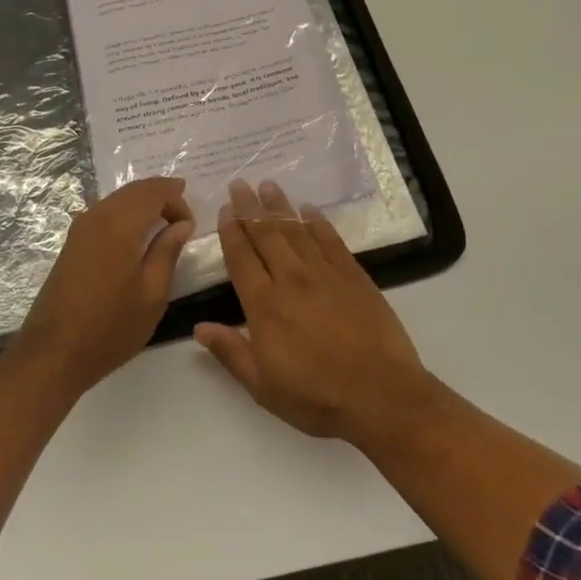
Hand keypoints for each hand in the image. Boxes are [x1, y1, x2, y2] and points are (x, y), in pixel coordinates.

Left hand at [14, 176, 195, 398]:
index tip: (191, 225)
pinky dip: (126, 214)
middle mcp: (97, 216)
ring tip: (165, 222)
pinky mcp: (71, 243)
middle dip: (161, 195)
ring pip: (117, 199)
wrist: (53, 354)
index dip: (176, 200)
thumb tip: (182, 224)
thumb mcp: (152, 294)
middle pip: (133, 190)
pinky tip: (137, 235)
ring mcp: (79, 228)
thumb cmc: (110, 328)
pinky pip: (104, 213)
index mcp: (119, 225)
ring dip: (143, 203)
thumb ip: (168, 251)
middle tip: (183, 215)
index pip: (153, 192)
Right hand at [195, 179, 434, 446]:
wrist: (381, 396)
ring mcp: (325, 274)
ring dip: (280, 207)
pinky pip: (331, 241)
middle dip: (251, 207)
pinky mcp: (354, 277)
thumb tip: (199, 327)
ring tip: (269, 185)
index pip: (241, 258)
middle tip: (241, 183)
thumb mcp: (263, 386)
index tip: (225, 209)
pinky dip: (318, 222)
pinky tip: (310, 210)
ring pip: (297, 230)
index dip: (231, 231)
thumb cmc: (317, 396)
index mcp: (265, 305)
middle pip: (266, 234)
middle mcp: (291, 279)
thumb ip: (231, 352)